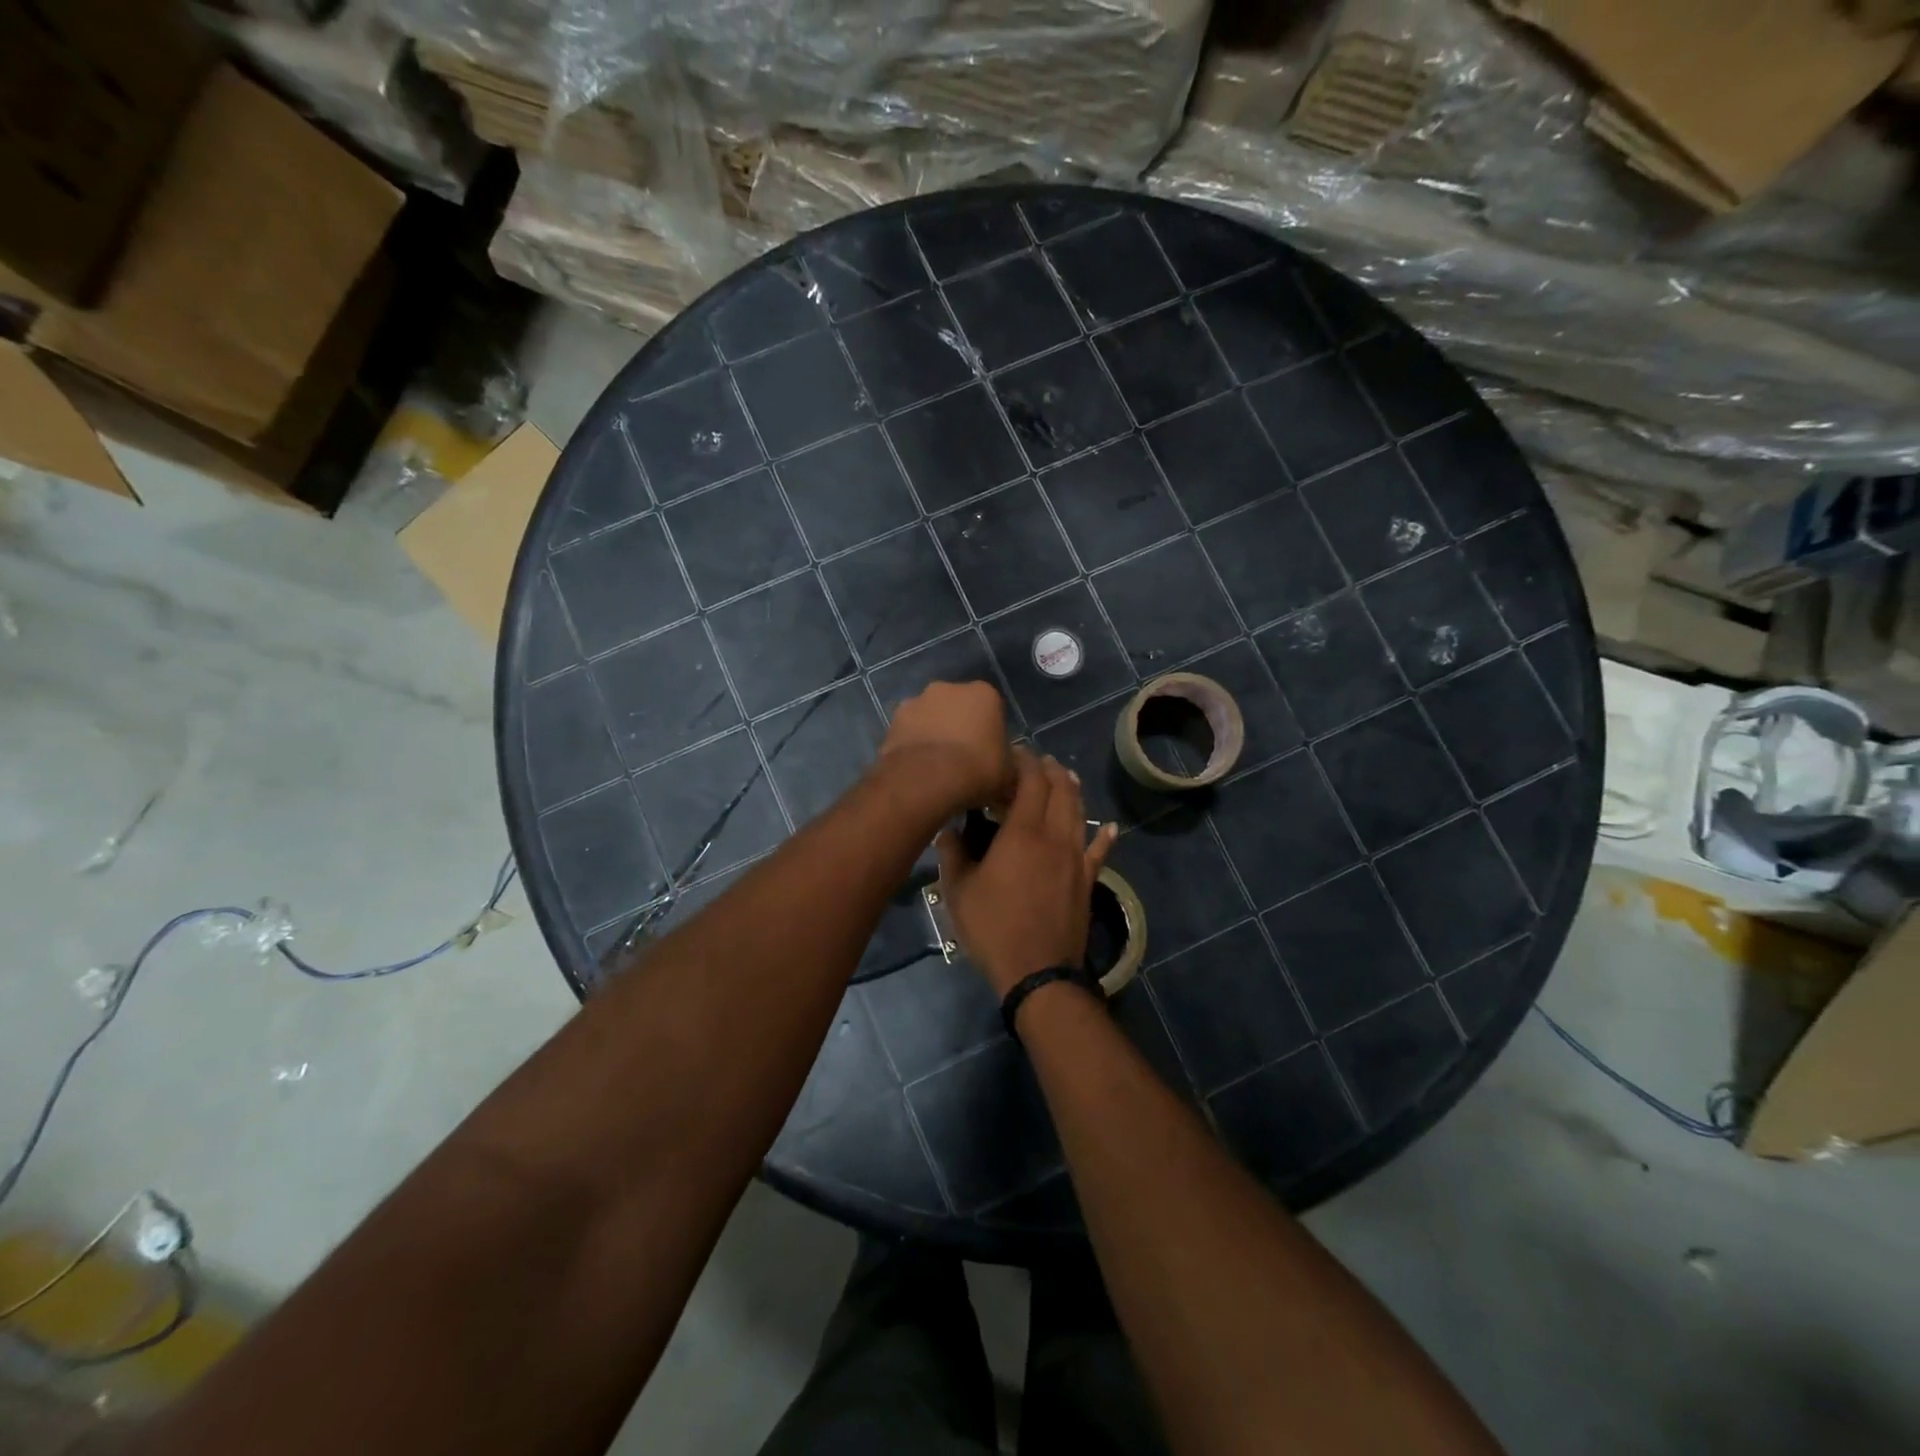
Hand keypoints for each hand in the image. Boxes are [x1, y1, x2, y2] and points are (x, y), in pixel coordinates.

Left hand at [879, 681, 1014, 813]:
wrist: (928, 779)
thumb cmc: (978, 769)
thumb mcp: (1010, 773)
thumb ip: (1011, 763)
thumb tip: (1010, 766)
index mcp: (983, 693)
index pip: (991, 709)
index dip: (990, 732)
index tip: (988, 755)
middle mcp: (948, 688)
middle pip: (957, 707)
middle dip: (959, 727)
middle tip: (962, 760)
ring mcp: (916, 701)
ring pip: (930, 717)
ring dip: (933, 734)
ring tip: (936, 768)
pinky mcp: (892, 721)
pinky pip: (909, 733)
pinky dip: (912, 745)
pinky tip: (917, 769)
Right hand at [935, 748, 1117, 997]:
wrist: (1038, 971)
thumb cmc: (993, 927)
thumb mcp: (958, 891)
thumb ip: (952, 854)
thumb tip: (947, 830)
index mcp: (1023, 832)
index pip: (1031, 781)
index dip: (1024, 761)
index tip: (1013, 752)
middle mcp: (1055, 836)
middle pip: (1060, 790)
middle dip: (1050, 769)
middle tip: (1037, 761)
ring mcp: (1076, 858)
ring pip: (1080, 813)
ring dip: (1072, 791)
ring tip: (1065, 777)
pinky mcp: (1087, 880)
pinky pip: (1100, 852)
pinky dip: (1105, 836)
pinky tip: (1110, 827)